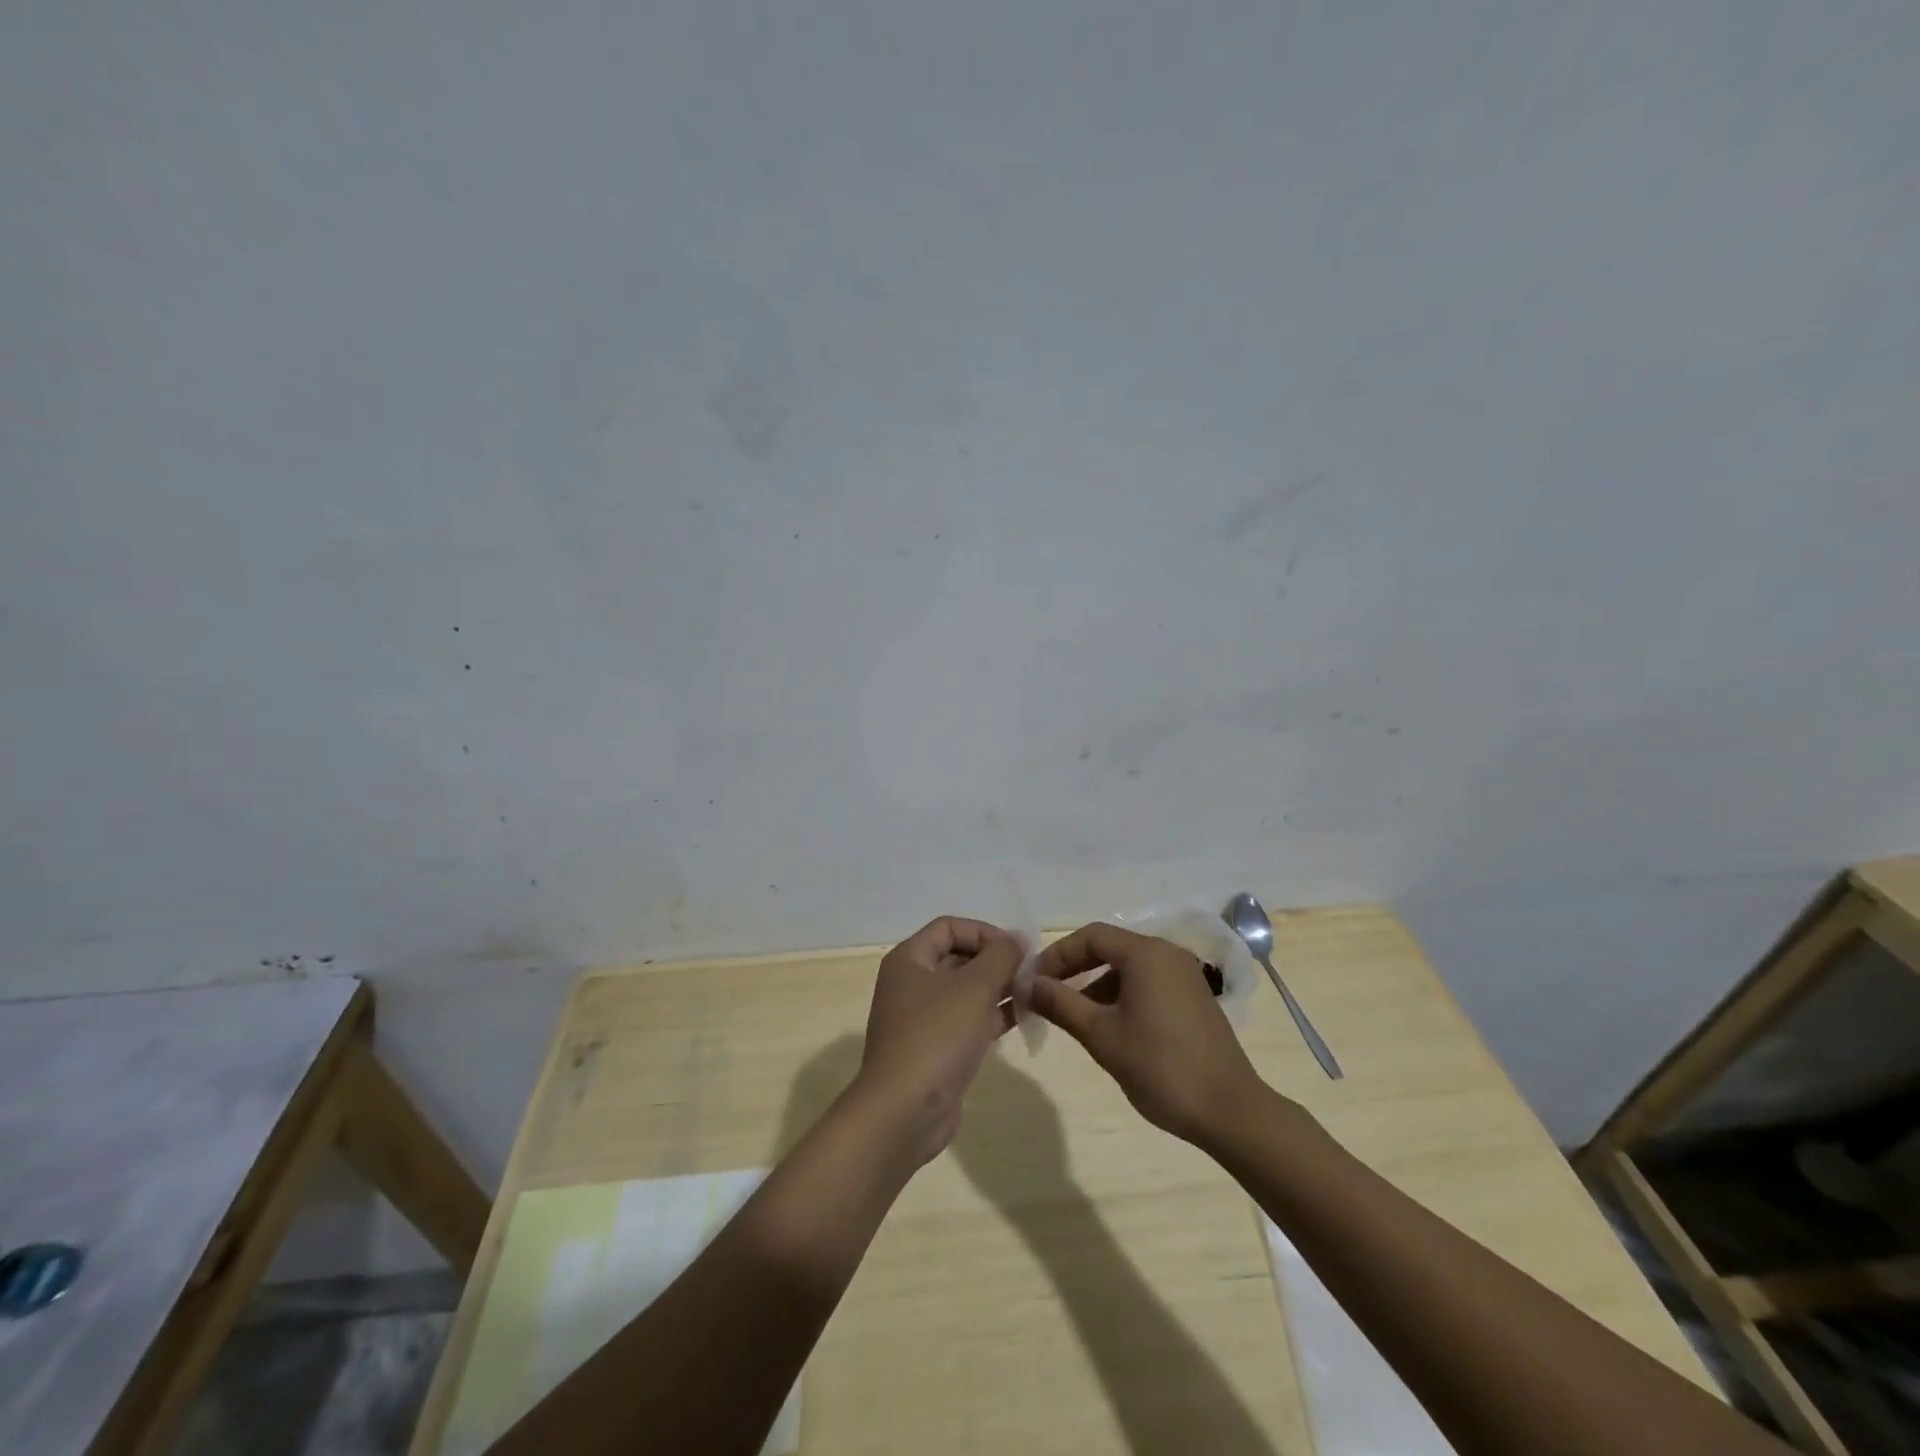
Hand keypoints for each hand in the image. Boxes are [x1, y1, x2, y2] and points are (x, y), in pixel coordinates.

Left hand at [853, 917, 1023, 1163]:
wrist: (904, 1112)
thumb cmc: (937, 1036)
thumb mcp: (974, 987)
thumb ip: (1000, 956)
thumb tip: (1015, 939)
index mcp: (909, 959)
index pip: (949, 927)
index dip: (984, 932)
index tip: (1016, 950)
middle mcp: (911, 984)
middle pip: (957, 957)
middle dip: (994, 961)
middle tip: (1029, 973)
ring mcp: (921, 1019)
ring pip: (964, 991)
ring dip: (997, 989)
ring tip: (1032, 995)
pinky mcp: (934, 1050)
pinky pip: (966, 1021)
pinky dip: (991, 1016)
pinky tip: (1020, 1019)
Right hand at [1026, 923, 1267, 1147]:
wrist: (1230, 1111)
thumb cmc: (1160, 1067)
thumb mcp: (1101, 1035)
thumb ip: (1060, 1003)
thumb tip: (1025, 983)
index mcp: (1146, 954)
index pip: (1091, 936)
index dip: (1057, 954)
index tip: (1033, 980)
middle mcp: (1167, 954)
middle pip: (1110, 947)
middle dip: (1075, 968)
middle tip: (1046, 994)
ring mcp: (1185, 975)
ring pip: (1128, 967)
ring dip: (1096, 983)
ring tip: (1072, 1015)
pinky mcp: (1194, 997)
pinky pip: (1147, 982)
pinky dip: (1121, 994)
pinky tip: (1109, 1026)